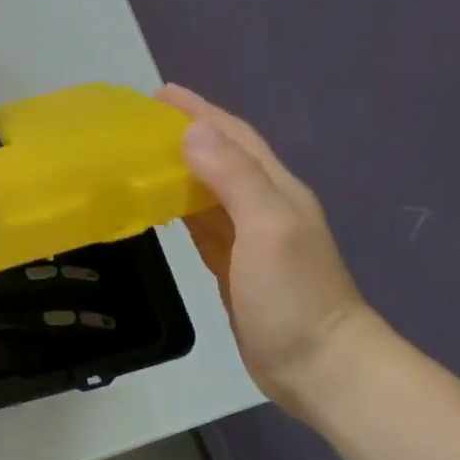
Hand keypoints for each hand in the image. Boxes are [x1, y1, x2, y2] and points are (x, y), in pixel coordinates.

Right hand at [156, 86, 382, 409]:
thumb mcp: (267, 228)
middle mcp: (263, 206)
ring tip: (141, 156)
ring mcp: (249, 238)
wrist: (319, 365)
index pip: (234, 137)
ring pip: (208, 189)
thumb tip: (191, 131)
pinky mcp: (233, 266)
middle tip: (140, 123)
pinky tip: (160, 205)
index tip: (160, 94)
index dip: (200, 112)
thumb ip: (233, 178)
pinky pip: (202, 223)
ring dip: (179, 168)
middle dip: (186, 133)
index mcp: (275, 190)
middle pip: (221, 157)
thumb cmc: (293, 295)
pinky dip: (180, 207)